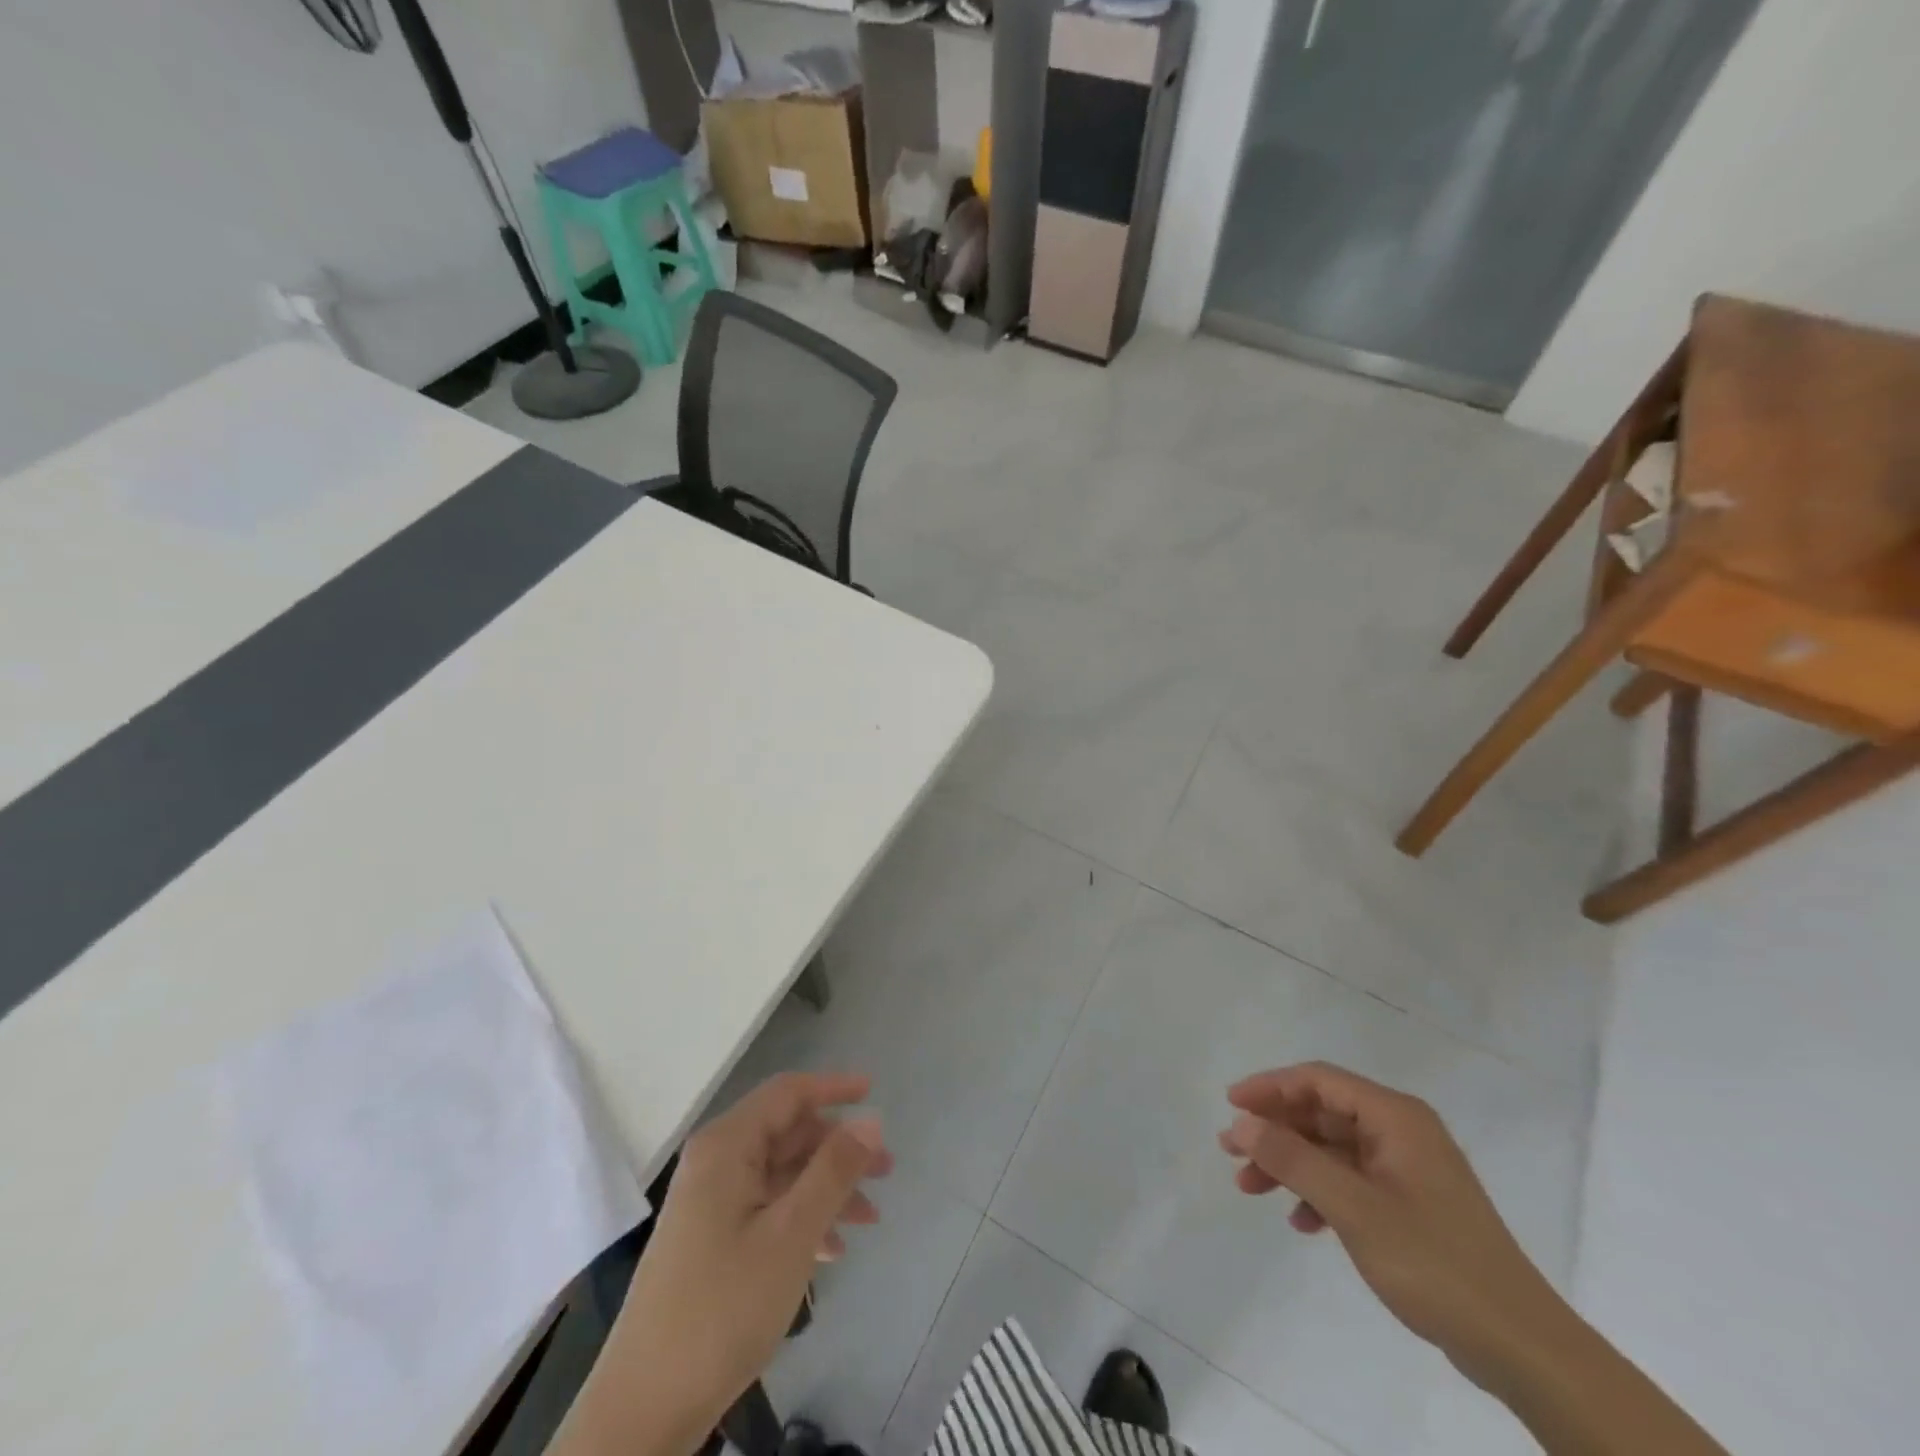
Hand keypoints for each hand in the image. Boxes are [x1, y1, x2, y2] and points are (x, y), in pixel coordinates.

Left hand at [573, 1073, 889, 1455]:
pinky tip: (832, 1251)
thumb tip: (870, 1119)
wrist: (643, 1410)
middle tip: (886, 1171)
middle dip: (838, 1148)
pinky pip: (767, 1209)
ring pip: (781, 1175)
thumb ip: (834, 1170)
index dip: (833, 1088)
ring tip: (871, 1218)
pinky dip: (802, 1219)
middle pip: (788, 1134)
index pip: (787, 1093)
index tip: (874, 1092)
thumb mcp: (791, 1234)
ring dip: (827, 1188)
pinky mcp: (710, 1241)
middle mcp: (716, 1163)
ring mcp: (710, 1203)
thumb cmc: (723, 1308)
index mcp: (727, 1146)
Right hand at [1219, 1062, 1567, 1390]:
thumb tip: (1241, 1122)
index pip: (1318, 1080)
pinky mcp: (1412, 1205)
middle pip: (1322, 1112)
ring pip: (1332, 1148)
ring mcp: (1408, 1169)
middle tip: (1230, 1151)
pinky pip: (1351, 1181)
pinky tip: (1301, 1222)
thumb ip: (1293, 1159)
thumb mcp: (1353, 1207)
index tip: (1230, 1106)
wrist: (1521, 1347)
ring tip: (1251, 1187)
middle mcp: (1402, 1131)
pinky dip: (1320, 1193)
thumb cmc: (1434, 1262)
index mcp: (1395, 1116)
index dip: (1269, 1087)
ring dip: (1291, 1164)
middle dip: (1274, 1130)